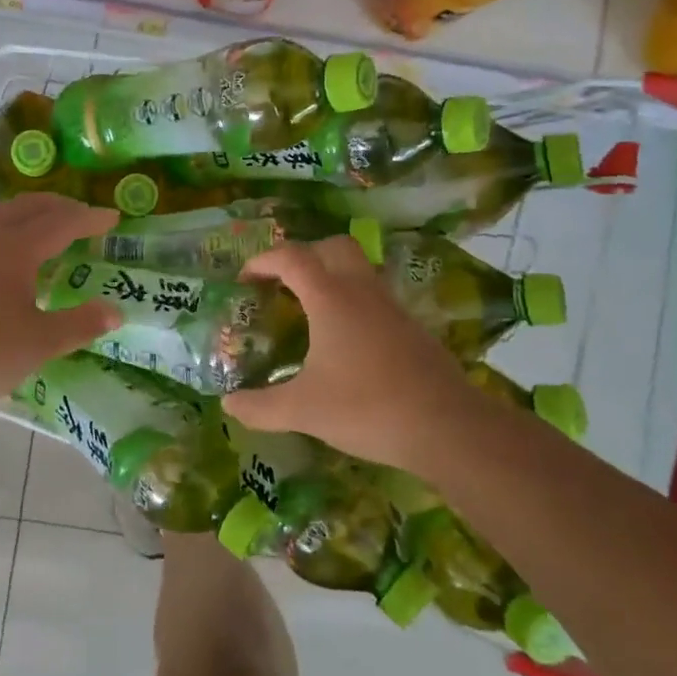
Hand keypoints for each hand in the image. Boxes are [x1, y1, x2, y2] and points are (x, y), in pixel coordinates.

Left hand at [0, 194, 121, 416]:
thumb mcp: (39, 343)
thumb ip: (79, 324)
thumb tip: (116, 311)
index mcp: (14, 248)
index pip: (61, 223)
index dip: (89, 219)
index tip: (112, 218)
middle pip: (27, 207)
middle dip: (59, 207)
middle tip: (82, 216)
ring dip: (25, 212)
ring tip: (41, 225)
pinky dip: (0, 227)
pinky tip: (0, 253)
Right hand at [222, 236, 475, 472]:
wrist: (448, 428)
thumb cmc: (367, 408)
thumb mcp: (303, 411)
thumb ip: (260, 407)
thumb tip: (228, 405)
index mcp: (331, 299)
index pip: (292, 257)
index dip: (263, 261)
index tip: (244, 279)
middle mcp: (362, 292)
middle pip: (333, 246)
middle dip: (303, 255)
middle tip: (281, 283)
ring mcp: (392, 308)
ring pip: (359, 270)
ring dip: (330, 276)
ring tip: (308, 310)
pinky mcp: (411, 328)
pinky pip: (375, 297)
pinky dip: (352, 302)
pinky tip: (344, 341)